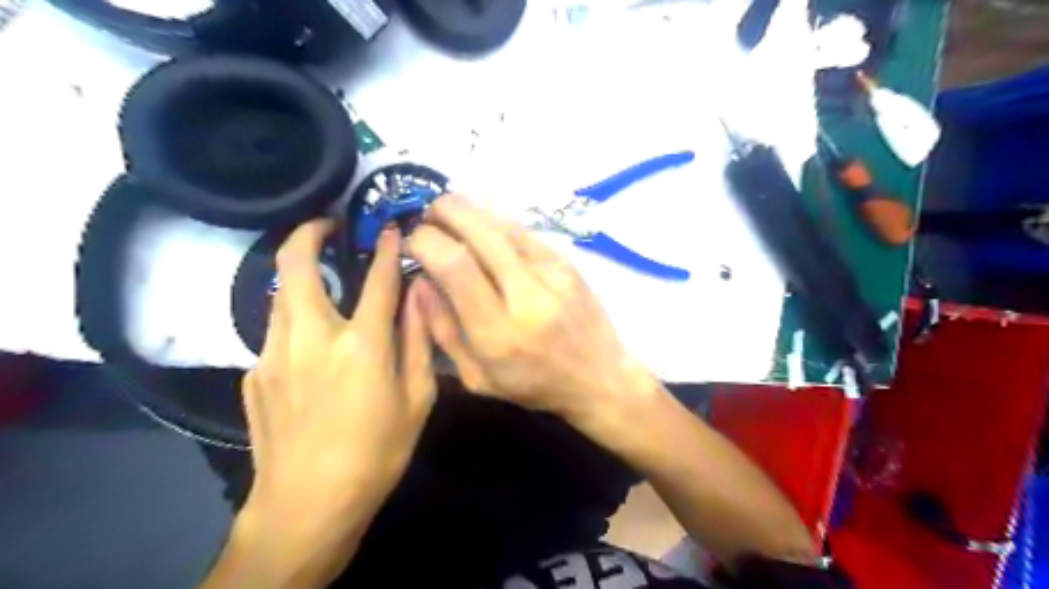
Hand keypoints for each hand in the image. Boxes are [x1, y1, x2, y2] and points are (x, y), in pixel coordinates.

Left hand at [231, 221, 436, 588]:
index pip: (376, 279)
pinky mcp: (255, 372)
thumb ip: (419, 340)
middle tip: (325, 224)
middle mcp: (311, 337)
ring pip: (280, 294)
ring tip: (323, 276)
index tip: (387, 225)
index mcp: (361, 344)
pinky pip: (276, 331)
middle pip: (296, 266)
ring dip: (300, 275)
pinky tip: (312, 343)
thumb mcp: (417, 399)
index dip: (384, 247)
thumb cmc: (377, 452)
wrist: (307, 504)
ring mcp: (274, 353)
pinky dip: (295, 319)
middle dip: (308, 233)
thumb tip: (420, 295)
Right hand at [406, 195, 656, 425]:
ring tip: (446, 209)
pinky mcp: (567, 263)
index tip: (412, 240)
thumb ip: (443, 330)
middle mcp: (527, 298)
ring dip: (469, 209)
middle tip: (425, 215)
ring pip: (503, 226)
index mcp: (499, 334)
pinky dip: (496, 220)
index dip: (427, 242)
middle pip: (480, 235)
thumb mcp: (477, 377)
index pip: (456, 267)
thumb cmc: (535, 385)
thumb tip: (420, 281)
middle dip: (444, 214)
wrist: (600, 377)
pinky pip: (524, 231)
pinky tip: (481, 221)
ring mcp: (553, 275)